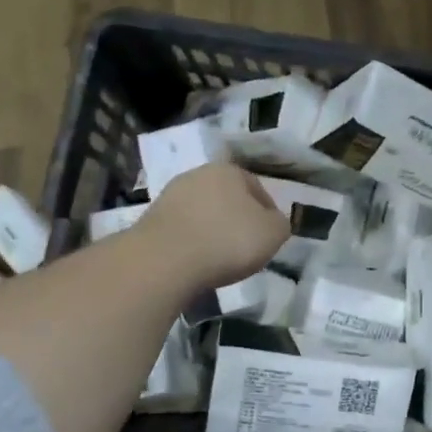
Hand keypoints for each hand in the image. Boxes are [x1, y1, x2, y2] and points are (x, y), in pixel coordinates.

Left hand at [134, 163, 290, 292]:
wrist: (165, 260)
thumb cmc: (227, 241)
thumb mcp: (273, 234)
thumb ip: (280, 224)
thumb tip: (273, 222)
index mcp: (230, 171)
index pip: (258, 188)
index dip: (268, 213)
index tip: (269, 237)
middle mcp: (198, 174)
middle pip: (227, 198)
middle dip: (237, 219)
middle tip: (245, 246)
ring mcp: (171, 195)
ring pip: (203, 212)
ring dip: (212, 230)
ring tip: (219, 257)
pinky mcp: (151, 218)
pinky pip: (183, 229)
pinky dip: (192, 242)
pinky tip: (196, 260)